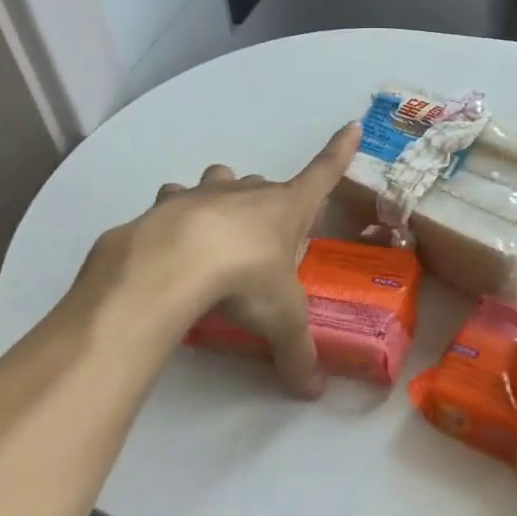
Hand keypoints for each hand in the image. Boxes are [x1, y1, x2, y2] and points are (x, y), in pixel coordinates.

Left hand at [70, 124, 360, 395]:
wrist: (171, 266)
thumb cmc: (245, 279)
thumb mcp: (281, 320)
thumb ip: (298, 354)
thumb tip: (314, 391)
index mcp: (287, 208)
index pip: (324, 173)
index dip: (340, 151)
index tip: (352, 125)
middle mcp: (248, 192)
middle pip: (263, 184)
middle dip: (265, 203)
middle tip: (261, 241)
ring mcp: (204, 194)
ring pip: (218, 181)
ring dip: (219, 198)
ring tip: (212, 233)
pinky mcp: (164, 207)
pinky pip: (173, 203)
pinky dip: (173, 218)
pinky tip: (168, 245)